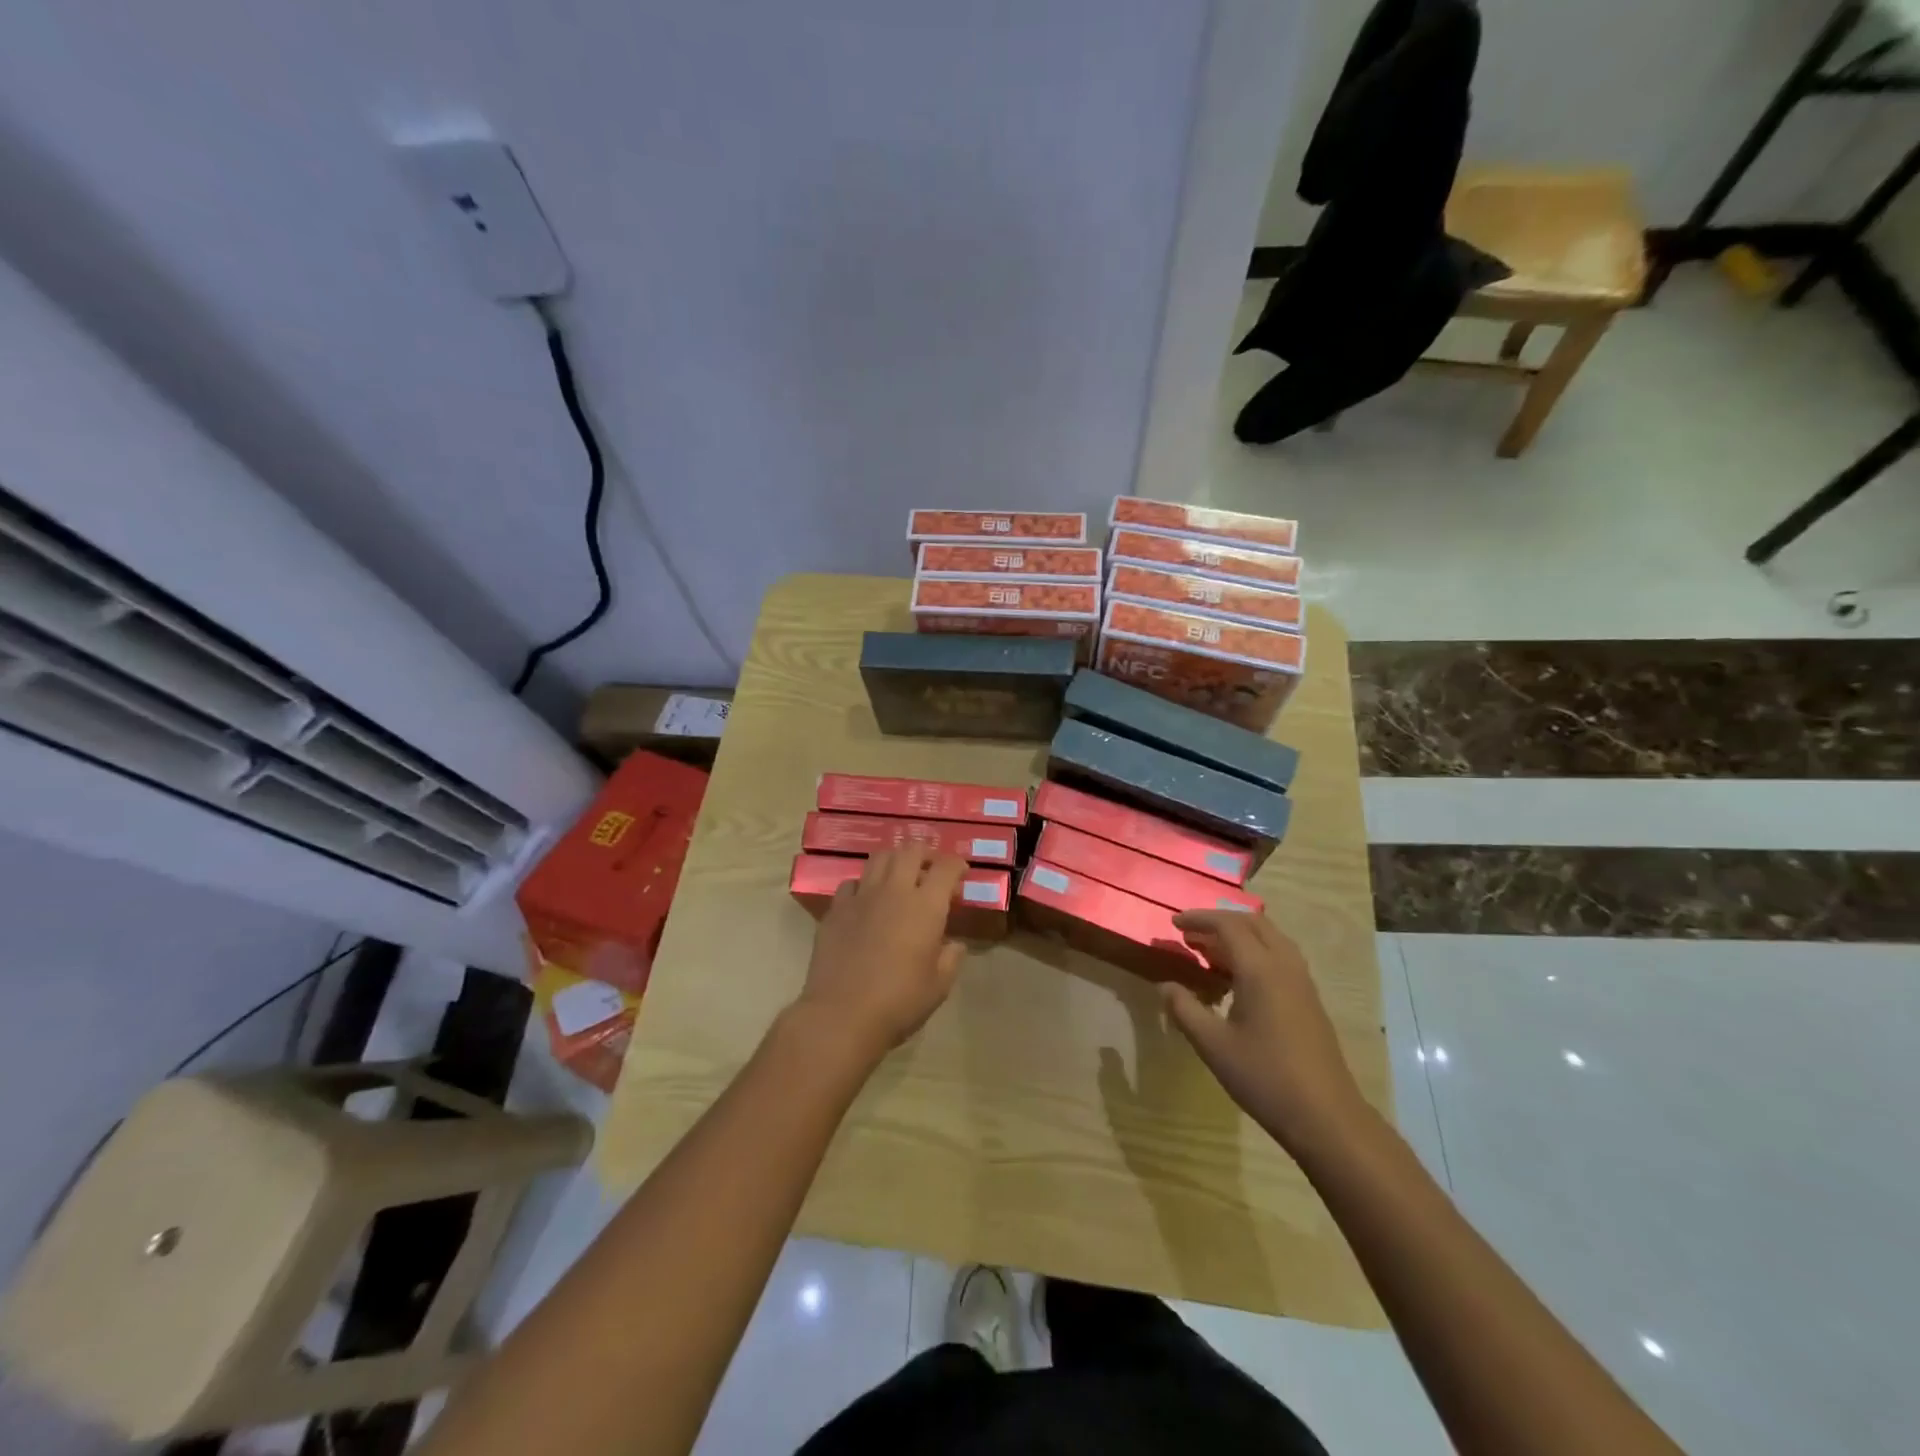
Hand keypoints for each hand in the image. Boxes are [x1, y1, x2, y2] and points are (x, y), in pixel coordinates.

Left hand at [794, 846, 966, 1062]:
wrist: (842, 1015)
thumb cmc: (899, 1002)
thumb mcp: (939, 986)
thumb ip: (951, 958)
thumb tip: (954, 944)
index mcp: (926, 906)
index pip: (946, 868)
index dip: (956, 865)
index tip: (961, 874)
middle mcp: (894, 891)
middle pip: (910, 851)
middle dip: (925, 854)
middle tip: (931, 869)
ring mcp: (861, 897)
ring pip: (879, 858)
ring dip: (894, 861)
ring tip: (900, 877)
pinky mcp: (836, 910)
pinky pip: (851, 883)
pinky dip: (864, 885)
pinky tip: (866, 901)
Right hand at [1161, 909, 1367, 1150]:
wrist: (1326, 1117)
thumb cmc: (1264, 1077)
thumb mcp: (1213, 1045)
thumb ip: (1184, 1009)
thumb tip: (1165, 986)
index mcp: (1261, 969)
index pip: (1228, 925)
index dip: (1199, 919)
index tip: (1174, 923)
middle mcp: (1285, 966)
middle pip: (1253, 923)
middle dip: (1219, 921)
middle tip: (1190, 934)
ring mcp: (1302, 983)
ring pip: (1271, 938)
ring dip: (1240, 935)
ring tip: (1210, 951)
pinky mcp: (1310, 1000)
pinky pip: (1280, 956)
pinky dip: (1255, 951)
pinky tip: (1238, 978)